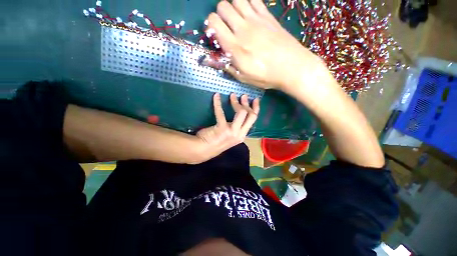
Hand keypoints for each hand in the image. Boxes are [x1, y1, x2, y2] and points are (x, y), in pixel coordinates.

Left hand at [196, 93, 259, 160]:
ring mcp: (232, 132)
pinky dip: (218, 103)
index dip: (256, 108)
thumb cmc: (215, 143)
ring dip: (237, 102)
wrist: (203, 150)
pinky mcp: (222, 128)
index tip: (255, 100)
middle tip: (243, 96)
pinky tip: (216, 96)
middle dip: (247, 104)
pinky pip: (221, 112)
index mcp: (242, 135)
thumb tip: (237, 115)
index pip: (253, 120)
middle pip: (251, 115)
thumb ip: (235, 128)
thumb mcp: (229, 136)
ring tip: (232, 95)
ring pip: (242, 113)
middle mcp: (240, 134)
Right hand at [207, 0, 323, 88]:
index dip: (211, 25)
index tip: (216, 34)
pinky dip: (247, 3)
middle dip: (220, 15)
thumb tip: (213, 61)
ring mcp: (256, 19)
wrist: (291, 67)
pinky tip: (249, 14)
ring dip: (233, 8)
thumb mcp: (244, 77)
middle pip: (222, 6)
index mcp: (235, 46)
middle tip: (227, 27)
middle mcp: (243, 28)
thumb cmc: (265, 76)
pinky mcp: (268, 15)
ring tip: (238, 20)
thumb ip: (228, 67)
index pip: (213, 22)